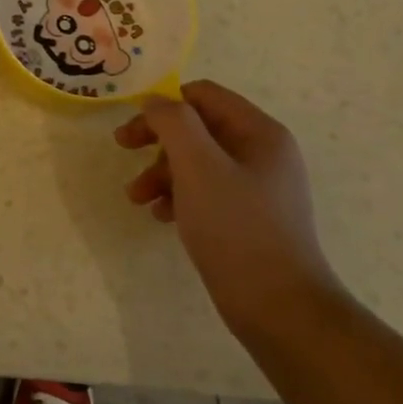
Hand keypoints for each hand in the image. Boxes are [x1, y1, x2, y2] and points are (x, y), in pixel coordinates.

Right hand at [116, 80, 344, 344]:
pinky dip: (178, 196)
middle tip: (123, 149)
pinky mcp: (249, 218)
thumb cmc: (236, 227)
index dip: (165, 103)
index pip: (204, 95)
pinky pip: (206, 191)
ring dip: (161, 172)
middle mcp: (262, 153)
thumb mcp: (197, 165)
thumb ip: (173, 122)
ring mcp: (258, 187)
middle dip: (157, 139)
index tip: (133, 124)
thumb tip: (156, 101)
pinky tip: (161, 216)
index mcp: (259, 133)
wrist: (279, 308)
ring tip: (136, 197)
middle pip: (198, 127)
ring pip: (197, 161)